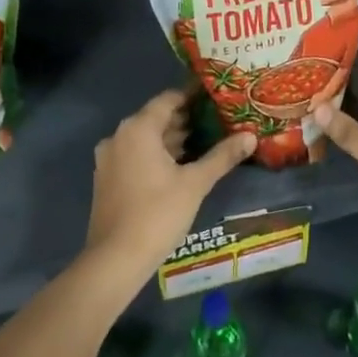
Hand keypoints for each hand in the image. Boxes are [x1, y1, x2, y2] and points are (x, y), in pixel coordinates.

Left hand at [83, 90, 256, 288]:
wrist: (116, 258)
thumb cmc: (158, 213)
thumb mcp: (196, 183)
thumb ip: (222, 156)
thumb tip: (251, 136)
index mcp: (138, 129)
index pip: (168, 100)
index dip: (192, 97)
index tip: (215, 99)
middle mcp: (118, 136)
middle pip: (155, 119)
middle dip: (185, 121)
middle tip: (216, 123)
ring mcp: (108, 159)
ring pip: (144, 140)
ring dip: (171, 140)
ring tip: (203, 144)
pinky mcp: (106, 179)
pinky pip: (134, 156)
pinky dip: (156, 156)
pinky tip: (179, 168)